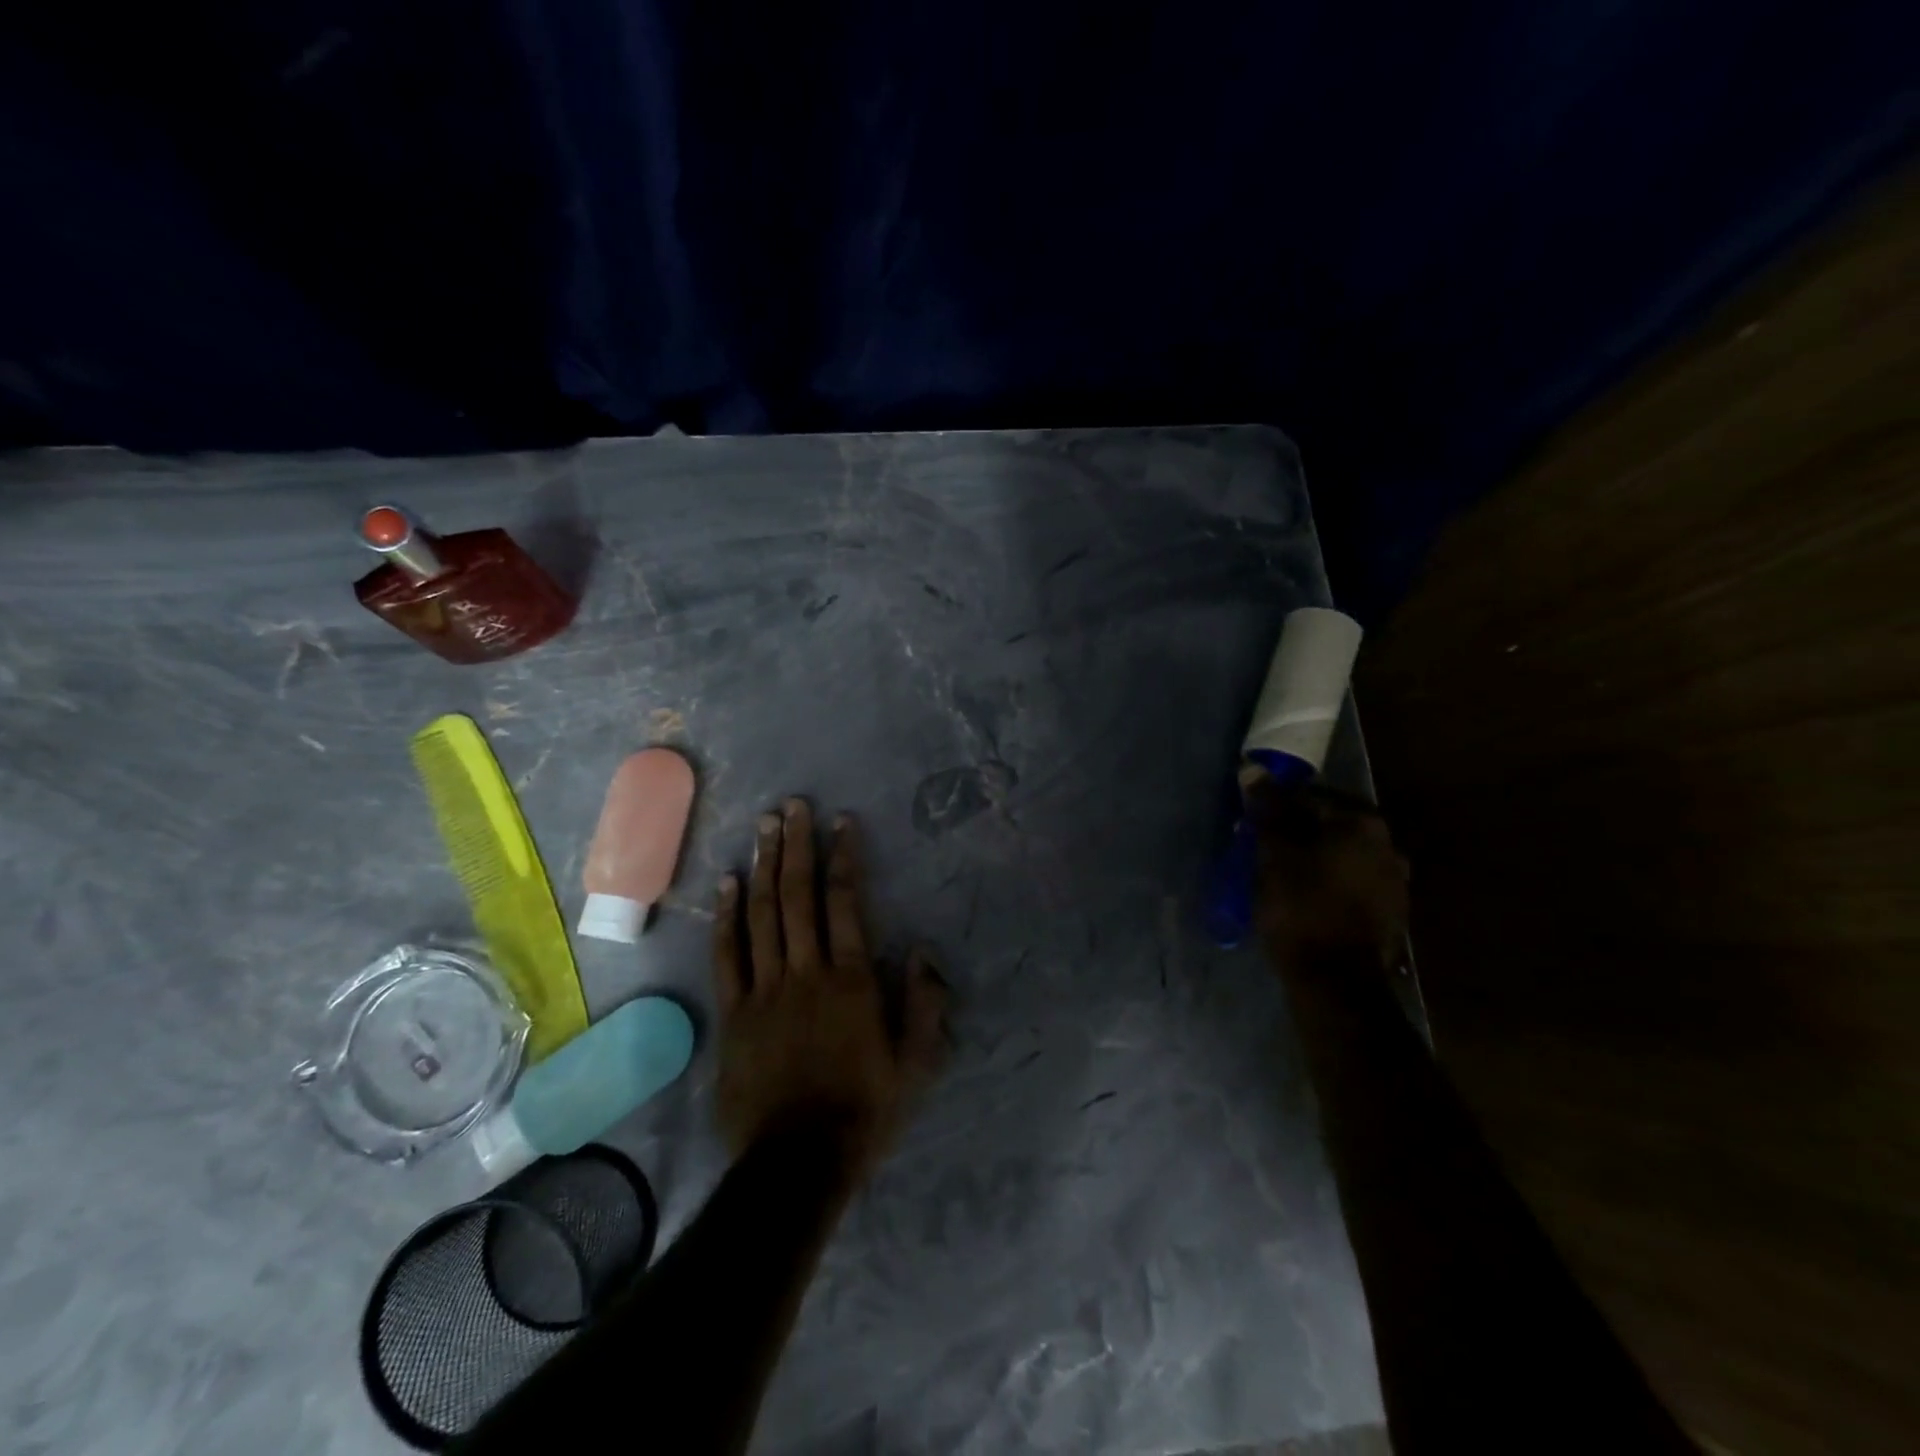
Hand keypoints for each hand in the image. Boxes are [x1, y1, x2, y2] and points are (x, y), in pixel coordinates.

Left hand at [712, 799, 949, 1178]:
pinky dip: (727, 916)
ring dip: (764, 866)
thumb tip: (923, 950)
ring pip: (762, 914)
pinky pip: (728, 955)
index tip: (842, 822)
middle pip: (798, 895)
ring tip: (764, 827)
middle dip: (797, 845)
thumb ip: (925, 1004)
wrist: (797, 1163)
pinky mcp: (734, 1012)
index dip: (844, 857)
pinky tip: (727, 884)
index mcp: (851, 980)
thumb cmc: (864, 1111)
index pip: (845, 902)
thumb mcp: (916, 1064)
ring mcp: (764, 990)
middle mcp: (806, 971)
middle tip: (793, 806)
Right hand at [1251, 779, 1408, 974]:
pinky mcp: (1390, 916)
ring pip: (1342, 859)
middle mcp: (1390, 847)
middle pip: (1331, 828)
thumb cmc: (1301, 905)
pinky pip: (1351, 887)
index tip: (1254, 825)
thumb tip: (1254, 767)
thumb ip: (1268, 809)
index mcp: (1365, 825)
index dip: (1279, 808)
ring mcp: (1396, 884)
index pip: (1314, 798)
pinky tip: (1305, 902)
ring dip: (1314, 861)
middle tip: (1263, 850)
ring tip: (1281, 878)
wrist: (1335, 979)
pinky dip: (1328, 886)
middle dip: (1298, 835)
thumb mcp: (1275, 852)